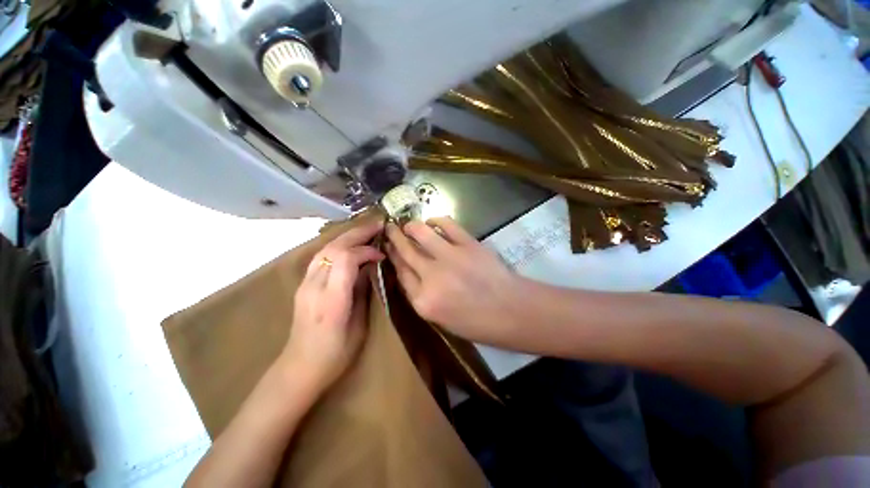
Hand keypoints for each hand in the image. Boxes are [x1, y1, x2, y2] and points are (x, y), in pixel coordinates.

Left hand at [282, 220, 384, 392]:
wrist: (299, 368)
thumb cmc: (335, 354)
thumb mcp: (359, 326)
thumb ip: (362, 292)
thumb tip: (369, 268)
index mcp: (332, 300)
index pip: (346, 258)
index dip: (366, 250)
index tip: (381, 255)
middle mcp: (314, 286)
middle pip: (334, 248)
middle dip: (358, 233)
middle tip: (377, 226)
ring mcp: (305, 284)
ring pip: (325, 248)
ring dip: (347, 237)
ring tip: (366, 232)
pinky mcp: (302, 285)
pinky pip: (321, 257)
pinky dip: (338, 246)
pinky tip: (349, 247)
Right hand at [386, 217, 525, 344]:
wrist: (512, 311)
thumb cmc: (478, 323)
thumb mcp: (442, 319)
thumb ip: (422, 296)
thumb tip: (412, 271)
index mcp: (423, 301)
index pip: (401, 274)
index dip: (394, 258)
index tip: (391, 249)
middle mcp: (431, 277)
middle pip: (406, 252)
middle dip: (395, 238)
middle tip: (389, 229)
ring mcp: (449, 257)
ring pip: (421, 234)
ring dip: (411, 226)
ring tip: (408, 224)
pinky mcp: (467, 244)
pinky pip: (447, 225)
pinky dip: (436, 220)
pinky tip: (432, 221)